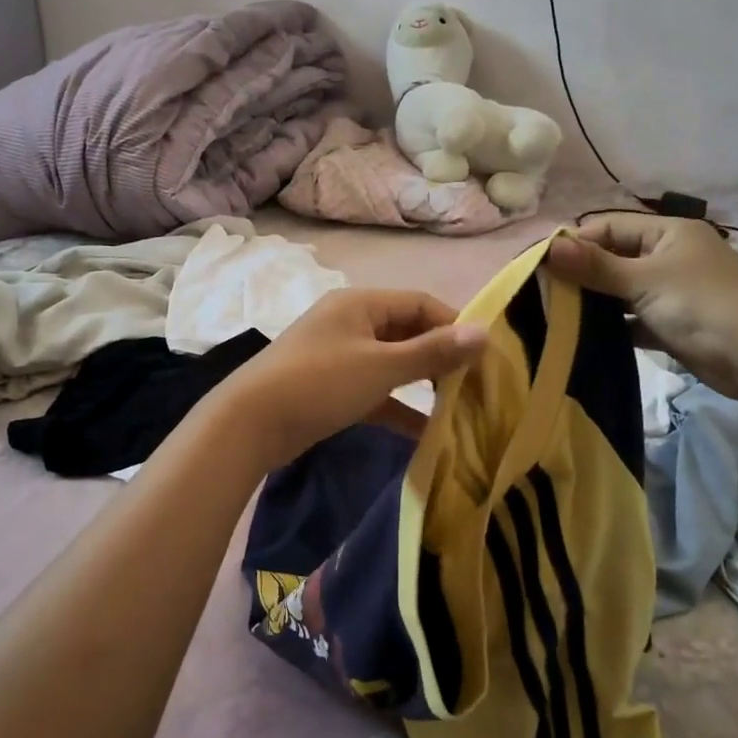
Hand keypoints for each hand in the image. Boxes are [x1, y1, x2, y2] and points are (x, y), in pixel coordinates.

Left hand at [210, 289, 488, 470]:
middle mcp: (351, 322)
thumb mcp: (381, 366)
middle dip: (442, 358)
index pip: (421, 304)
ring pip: (393, 364)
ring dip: (423, 384)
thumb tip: (485, 333)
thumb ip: (433, 352)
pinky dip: (399, 407)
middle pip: (409, 333)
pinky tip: (427, 433)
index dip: (456, 326)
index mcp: (361, 304)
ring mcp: (340, 356)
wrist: (249, 423)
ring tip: (461, 408)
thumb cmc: (320, 383)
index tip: (488, 356)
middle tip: (478, 385)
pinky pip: (376, 392)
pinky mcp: (332, 388)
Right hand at [545, 215, 737, 397]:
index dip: (575, 243)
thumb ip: (595, 266)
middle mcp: (669, 256)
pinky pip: (633, 318)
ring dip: (595, 301)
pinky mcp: (672, 323)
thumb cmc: (702, 305)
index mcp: (667, 232)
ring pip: (621, 290)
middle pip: (613, 258)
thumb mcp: (644, 280)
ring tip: (555, 314)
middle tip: (543, 292)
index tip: (541, 265)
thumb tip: (549, 247)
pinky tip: (585, 336)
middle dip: (581, 273)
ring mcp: (672, 290)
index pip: (608, 227)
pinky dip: (613, 326)